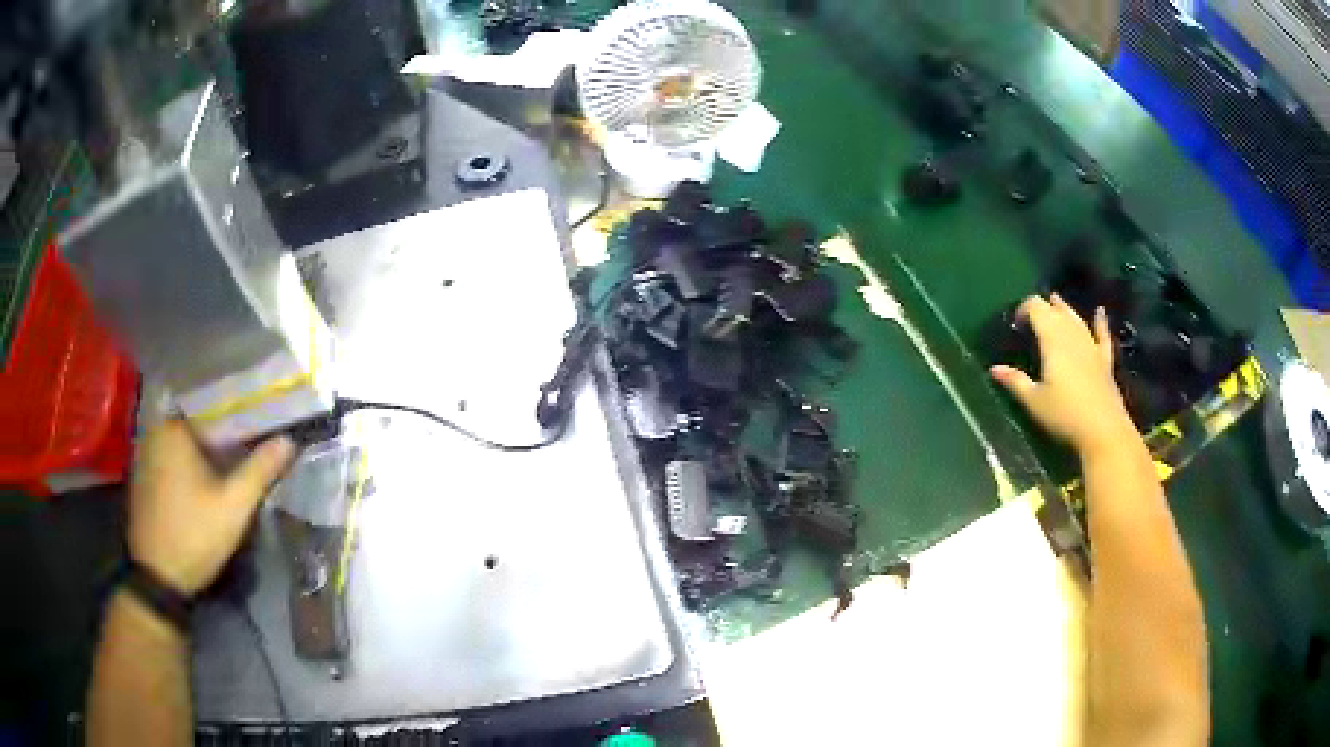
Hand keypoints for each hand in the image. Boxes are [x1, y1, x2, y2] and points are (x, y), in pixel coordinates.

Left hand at [128, 420, 294, 595]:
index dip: (242, 422)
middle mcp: (157, 431)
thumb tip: (288, 440)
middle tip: (251, 450)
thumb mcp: (233, 507)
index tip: (263, 432)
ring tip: (232, 466)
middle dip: (224, 438)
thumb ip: (259, 470)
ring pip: (185, 444)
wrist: (158, 576)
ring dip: (206, 454)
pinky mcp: (143, 476)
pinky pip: (172, 459)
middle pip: (199, 427)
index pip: (215, 412)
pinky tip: (205, 484)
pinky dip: (189, 466)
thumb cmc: (195, 535)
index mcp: (176, 428)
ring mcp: (146, 454)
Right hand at [990, 294, 1134, 453]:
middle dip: (1043, 307)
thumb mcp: (1034, 400)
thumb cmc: (1064, 414)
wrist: (1102, 429)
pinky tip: (1100, 312)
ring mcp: (1091, 345)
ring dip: (1065, 309)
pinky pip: (1102, 335)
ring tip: (1056, 301)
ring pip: (1076, 318)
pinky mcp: (1104, 359)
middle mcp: (1072, 335)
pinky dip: (1100, 322)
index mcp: (1052, 339)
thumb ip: (1015, 381)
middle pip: (1056, 310)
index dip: (1024, 308)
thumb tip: (993, 369)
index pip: (1036, 308)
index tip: (1016, 323)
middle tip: (1032, 317)